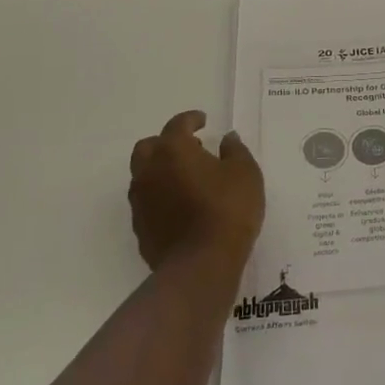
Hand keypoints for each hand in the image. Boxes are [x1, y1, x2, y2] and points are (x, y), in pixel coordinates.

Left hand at [128, 111, 264, 272]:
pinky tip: (180, 205)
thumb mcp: (245, 173)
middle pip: (149, 146)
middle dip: (166, 142)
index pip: (177, 125)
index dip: (191, 119)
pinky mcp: (140, 227)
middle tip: (191, 148)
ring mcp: (141, 200)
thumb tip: (227, 138)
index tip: (204, 121)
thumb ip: (235, 150)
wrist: (201, 264)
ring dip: (161, 169)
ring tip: (187, 178)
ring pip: (143, 174)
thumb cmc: (227, 209)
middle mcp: (149, 171)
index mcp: (173, 150)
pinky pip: (147, 200)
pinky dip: (160, 195)